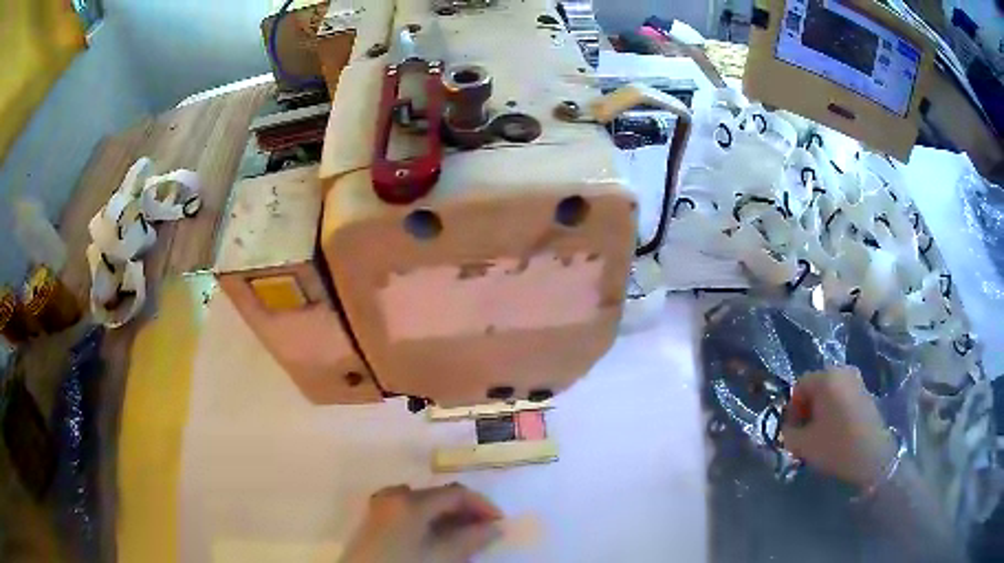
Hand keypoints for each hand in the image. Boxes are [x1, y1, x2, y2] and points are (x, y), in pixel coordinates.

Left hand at [340, 483, 502, 562]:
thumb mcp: (442, 557)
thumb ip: (471, 539)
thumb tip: (494, 527)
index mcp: (409, 500)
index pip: (455, 493)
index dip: (482, 505)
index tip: (500, 523)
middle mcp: (393, 496)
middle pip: (438, 496)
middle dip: (465, 512)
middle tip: (485, 531)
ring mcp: (381, 507)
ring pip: (424, 505)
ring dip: (448, 517)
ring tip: (465, 536)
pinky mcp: (376, 521)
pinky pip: (410, 513)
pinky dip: (430, 522)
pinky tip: (439, 538)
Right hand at [782, 367, 896, 488]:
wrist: (872, 455)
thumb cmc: (835, 445)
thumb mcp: (802, 444)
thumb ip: (788, 433)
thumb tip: (789, 429)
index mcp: (825, 377)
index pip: (799, 387)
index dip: (792, 410)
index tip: (792, 433)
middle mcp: (842, 371)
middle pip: (816, 388)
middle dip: (807, 411)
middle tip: (805, 435)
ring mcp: (857, 381)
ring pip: (830, 394)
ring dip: (821, 412)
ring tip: (820, 436)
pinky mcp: (866, 393)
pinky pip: (843, 398)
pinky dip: (835, 413)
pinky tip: (836, 434)